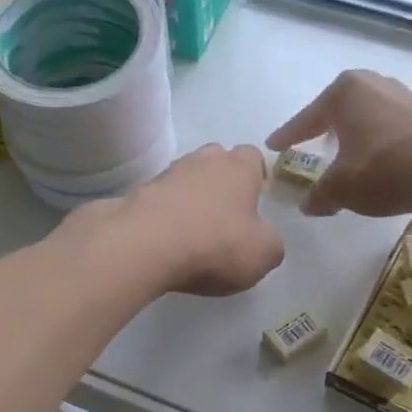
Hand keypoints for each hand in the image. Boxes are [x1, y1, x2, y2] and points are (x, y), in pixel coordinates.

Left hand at [83, 143, 284, 295]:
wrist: (145, 246)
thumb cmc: (216, 244)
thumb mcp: (263, 254)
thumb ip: (272, 245)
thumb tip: (265, 241)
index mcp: (239, 168)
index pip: (253, 156)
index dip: (256, 176)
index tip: (256, 199)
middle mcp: (203, 161)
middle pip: (217, 161)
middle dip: (222, 182)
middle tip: (226, 215)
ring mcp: (167, 174)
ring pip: (186, 179)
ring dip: (192, 198)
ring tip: (194, 231)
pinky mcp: (138, 194)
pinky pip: (161, 200)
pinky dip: (167, 215)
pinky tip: (168, 240)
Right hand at [266, 70, 411, 217]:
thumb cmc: (384, 168)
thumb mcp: (342, 188)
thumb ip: (320, 195)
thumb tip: (308, 205)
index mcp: (344, 92)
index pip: (306, 119)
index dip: (288, 136)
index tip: (273, 144)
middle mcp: (372, 84)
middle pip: (338, 110)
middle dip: (324, 128)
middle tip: (311, 144)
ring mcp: (402, 95)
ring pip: (365, 116)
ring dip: (353, 135)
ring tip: (345, 155)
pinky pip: (387, 126)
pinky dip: (376, 142)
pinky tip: (376, 160)